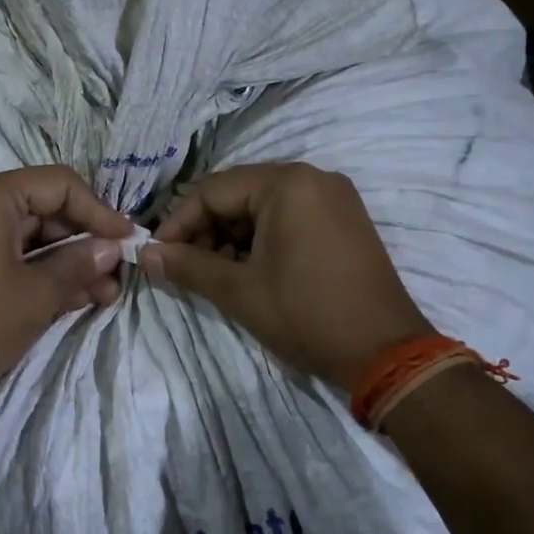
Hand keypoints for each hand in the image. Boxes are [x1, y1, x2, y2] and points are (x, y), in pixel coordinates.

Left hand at [0, 166, 133, 407]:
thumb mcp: (39, 293)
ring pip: (26, 236)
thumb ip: (79, 263)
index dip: (97, 210)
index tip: (127, 239)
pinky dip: (37, 271)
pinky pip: (6, 255)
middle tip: (116, 273)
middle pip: (41, 208)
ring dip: (65, 261)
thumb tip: (111, 248)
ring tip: (104, 294)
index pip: (57, 184)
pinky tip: (75, 297)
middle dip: (83, 242)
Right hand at [140, 162, 427, 391]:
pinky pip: (289, 218)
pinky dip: (261, 241)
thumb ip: (187, 266)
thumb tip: (146, 255)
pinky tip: (249, 272)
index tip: (158, 255)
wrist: (387, 354)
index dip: (179, 223)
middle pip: (238, 195)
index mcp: (287, 184)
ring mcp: (334, 199)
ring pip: (262, 208)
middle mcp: (312, 179)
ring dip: (231, 238)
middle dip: (206, 231)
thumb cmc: (306, 315)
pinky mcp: (344, 221)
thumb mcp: (239, 291)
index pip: (212, 191)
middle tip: (185, 268)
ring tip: (215, 276)